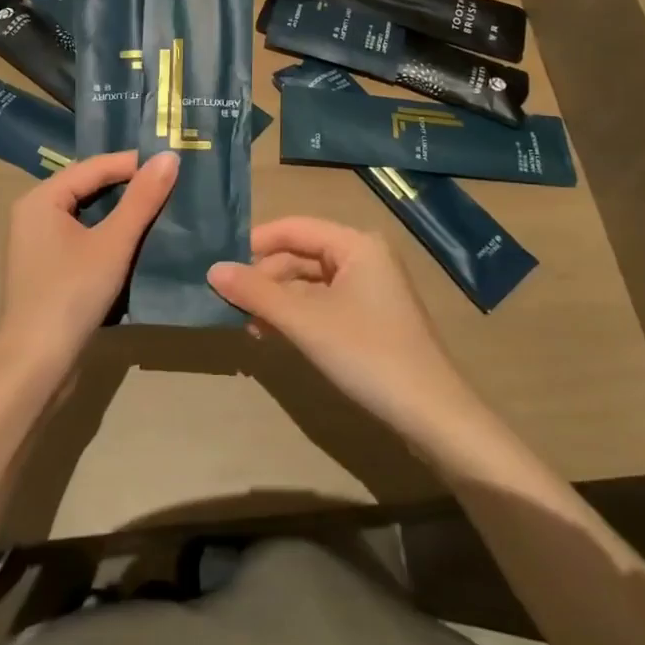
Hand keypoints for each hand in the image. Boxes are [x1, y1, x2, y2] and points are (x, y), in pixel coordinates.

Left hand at [0, 151, 176, 384]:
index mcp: (41, 198)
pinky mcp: (46, 269)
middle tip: (171, 183)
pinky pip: (81, 236)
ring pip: (86, 214)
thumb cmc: (71, 295)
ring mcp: (37, 243)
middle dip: (128, 185)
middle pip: (88, 187)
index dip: (134, 163)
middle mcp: (33, 213)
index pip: (93, 166)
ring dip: (121, 211)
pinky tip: (136, 239)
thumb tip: (170, 156)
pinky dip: (108, 233)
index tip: (173, 164)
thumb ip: (142, 199)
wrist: (35, 367)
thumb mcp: (113, 243)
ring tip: (161, 207)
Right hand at [208, 217, 486, 451]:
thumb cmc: (367, 354)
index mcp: (356, 243)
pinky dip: (297, 315)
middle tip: (229, 302)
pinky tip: (274, 334)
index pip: (294, 227)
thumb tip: (212, 269)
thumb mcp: (306, 322)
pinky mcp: (370, 318)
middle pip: (301, 254)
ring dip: (278, 300)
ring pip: (310, 282)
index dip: (255, 242)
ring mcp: (369, 289)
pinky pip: (323, 304)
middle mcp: (364, 257)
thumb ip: (257, 293)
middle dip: (265, 277)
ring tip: (247, 324)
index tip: (220, 263)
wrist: (431, 416)